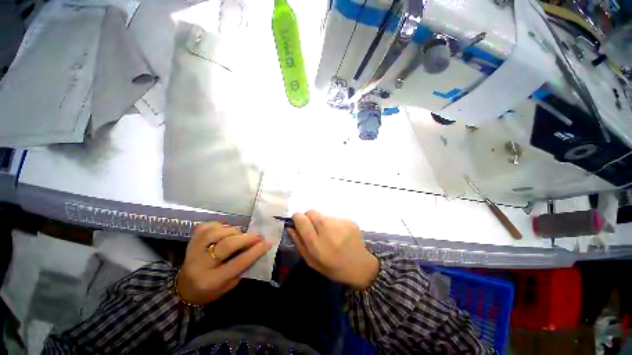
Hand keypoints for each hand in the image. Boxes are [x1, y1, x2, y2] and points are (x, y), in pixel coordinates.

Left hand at [176, 222, 270, 304]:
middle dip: (246, 238)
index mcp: (211, 280)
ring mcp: (192, 250)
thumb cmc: (211, 290)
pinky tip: (226, 230)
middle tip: (258, 236)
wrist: (184, 287)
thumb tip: (258, 248)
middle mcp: (200, 264)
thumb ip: (243, 267)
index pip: (237, 263)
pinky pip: (208, 226)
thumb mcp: (229, 285)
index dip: (255, 252)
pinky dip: (220, 225)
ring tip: (240, 235)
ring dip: (233, 231)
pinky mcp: (191, 240)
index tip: (268, 243)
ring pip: (216, 233)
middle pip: (226, 245)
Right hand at [288, 210, 378, 289]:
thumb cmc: (333, 268)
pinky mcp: (349, 220)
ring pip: (323, 214)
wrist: (360, 266)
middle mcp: (328, 231)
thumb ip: (299, 243)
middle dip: (308, 217)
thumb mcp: (312, 261)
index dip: (297, 218)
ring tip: (329, 233)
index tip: (298, 222)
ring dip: (321, 221)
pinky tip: (338, 234)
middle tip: (313, 227)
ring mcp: (340, 224)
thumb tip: (290, 227)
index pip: (302, 220)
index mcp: (317, 244)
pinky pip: (334, 217)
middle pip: (311, 212)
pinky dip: (333, 223)